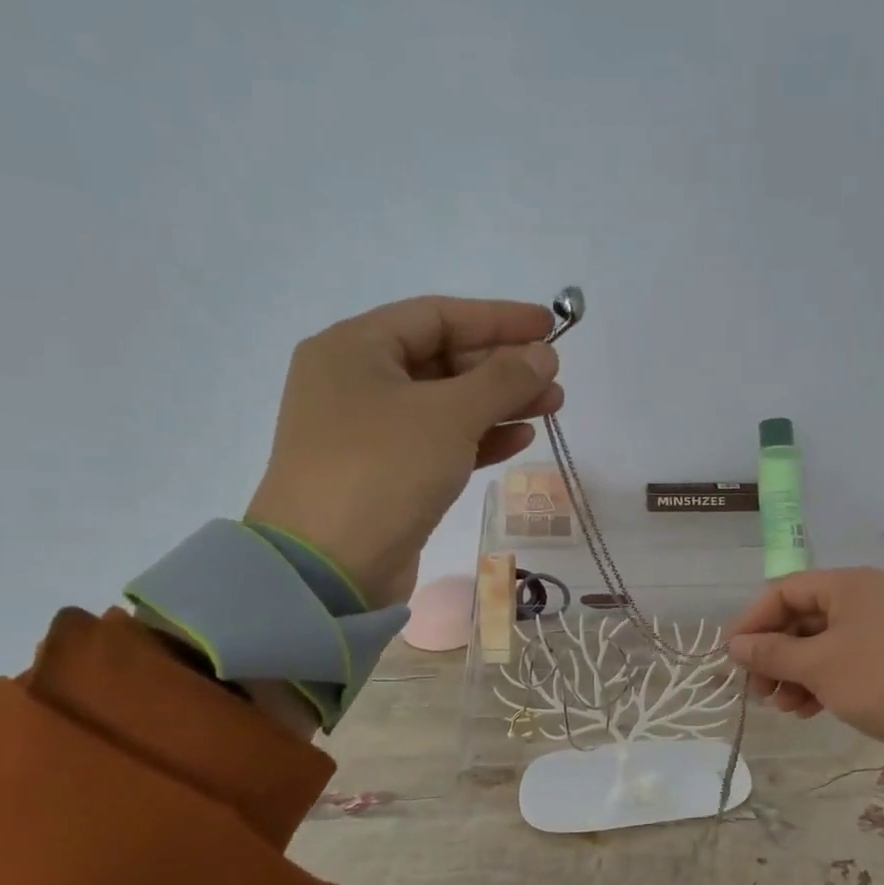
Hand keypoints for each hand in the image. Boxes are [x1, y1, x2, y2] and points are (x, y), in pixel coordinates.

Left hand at [243, 297, 562, 608]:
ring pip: (446, 403)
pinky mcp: (385, 472)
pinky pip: (440, 441)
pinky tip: (521, 438)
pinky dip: (480, 437)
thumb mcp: (449, 415)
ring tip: (552, 406)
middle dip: (503, 367)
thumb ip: (503, 379)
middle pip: (443, 359)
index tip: (549, 327)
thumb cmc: (384, 470)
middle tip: (554, 378)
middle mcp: (356, 381)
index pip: (437, 316)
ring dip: (500, 403)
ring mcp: (368, 430)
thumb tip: (544, 355)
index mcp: (355, 348)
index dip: (498, 318)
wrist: (328, 569)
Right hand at [726, 568, 883, 774]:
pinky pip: (840, 664)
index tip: (731, 656)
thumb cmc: (880, 679)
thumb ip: (772, 653)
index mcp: (847, 585)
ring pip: (819, 645)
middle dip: (774, 654)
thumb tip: (735, 646)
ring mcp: (878, 631)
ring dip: (793, 673)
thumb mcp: (817, 665)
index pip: (785, 591)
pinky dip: (818, 683)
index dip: (754, 621)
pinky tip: (805, 711)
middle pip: (801, 619)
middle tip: (756, 688)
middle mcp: (863, 600)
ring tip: (780, 706)